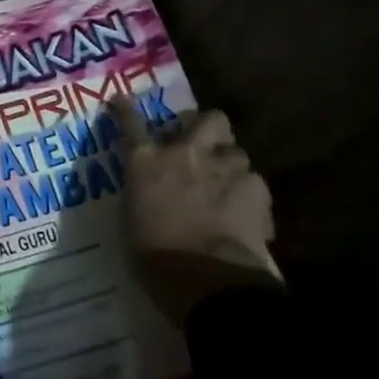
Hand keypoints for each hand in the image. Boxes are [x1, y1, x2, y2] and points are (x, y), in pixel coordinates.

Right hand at [113, 99, 281, 326]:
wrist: (207, 278)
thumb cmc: (156, 258)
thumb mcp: (133, 222)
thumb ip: (143, 197)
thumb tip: (149, 195)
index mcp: (146, 163)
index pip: (131, 125)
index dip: (125, 111)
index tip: (121, 100)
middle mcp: (186, 153)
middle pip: (209, 119)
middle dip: (211, 129)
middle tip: (206, 147)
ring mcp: (225, 168)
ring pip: (238, 152)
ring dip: (232, 166)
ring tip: (230, 188)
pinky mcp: (257, 189)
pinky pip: (255, 183)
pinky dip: (251, 197)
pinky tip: (248, 217)